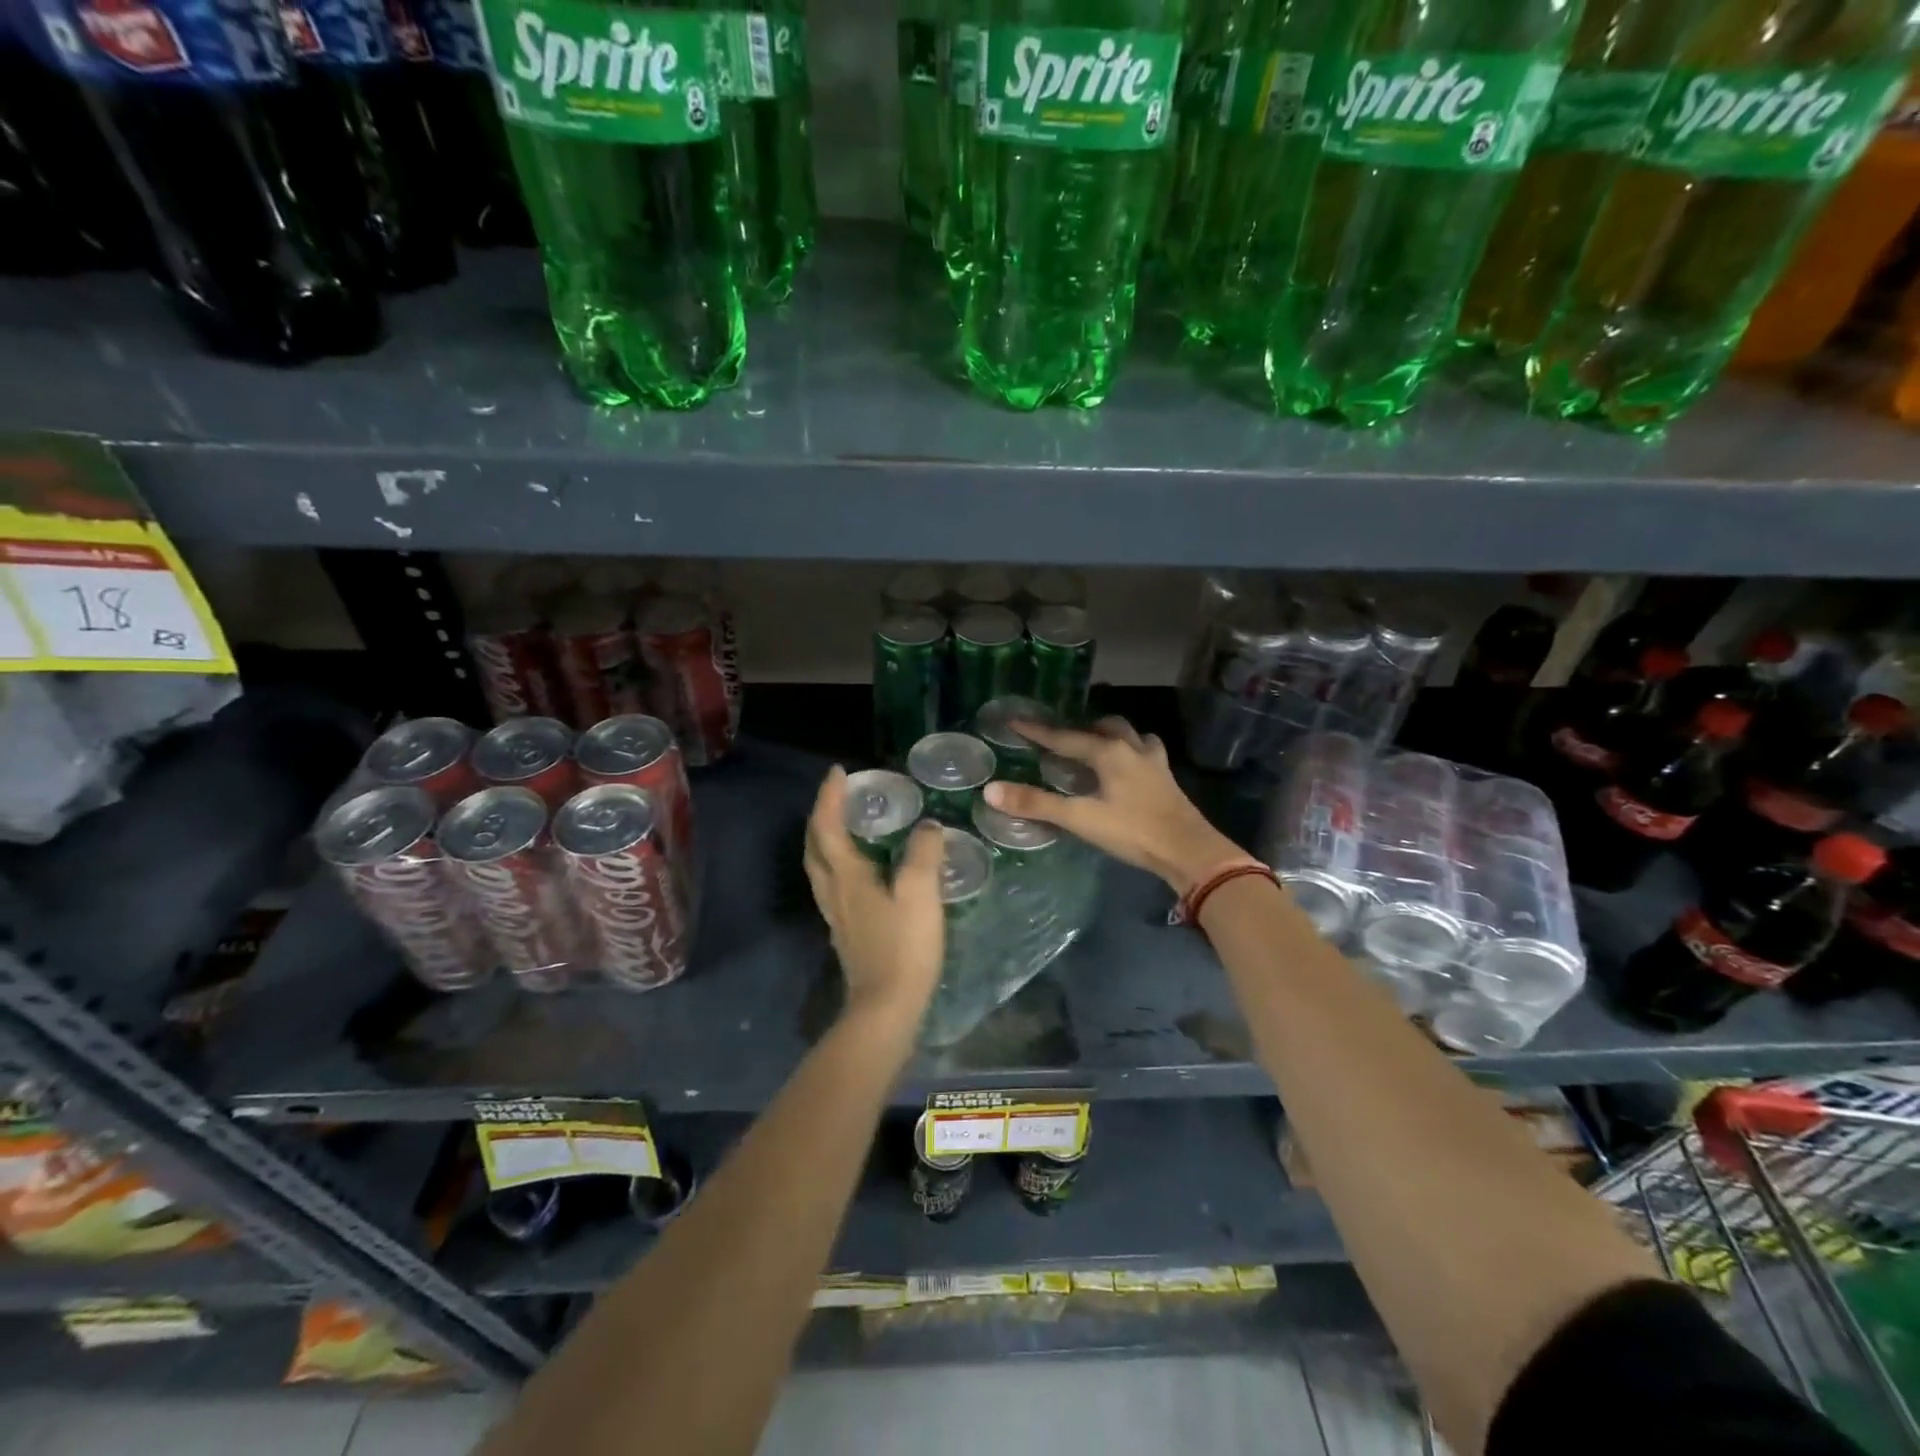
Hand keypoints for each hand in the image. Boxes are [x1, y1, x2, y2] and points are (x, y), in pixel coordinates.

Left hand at [804, 766, 946, 1030]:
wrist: (886, 1008)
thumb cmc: (903, 947)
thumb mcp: (920, 894)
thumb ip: (924, 854)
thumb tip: (927, 826)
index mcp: (846, 876)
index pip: (828, 826)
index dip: (830, 797)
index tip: (838, 771)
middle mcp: (833, 891)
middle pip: (814, 846)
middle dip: (821, 816)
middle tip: (839, 797)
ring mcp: (836, 914)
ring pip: (820, 867)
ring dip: (825, 840)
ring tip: (846, 825)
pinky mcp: (846, 932)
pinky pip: (833, 884)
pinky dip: (838, 863)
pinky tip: (860, 870)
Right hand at [983, 717, 1244, 895]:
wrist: (1189, 851)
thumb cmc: (1133, 831)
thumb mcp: (1081, 818)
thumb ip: (1037, 804)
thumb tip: (991, 790)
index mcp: (1108, 752)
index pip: (1065, 737)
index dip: (1038, 731)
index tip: (1014, 721)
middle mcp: (1132, 748)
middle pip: (1104, 727)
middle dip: (1080, 729)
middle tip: (1060, 740)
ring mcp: (1154, 762)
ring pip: (1130, 736)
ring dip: (1110, 736)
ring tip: (1095, 748)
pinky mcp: (1166, 779)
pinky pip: (1146, 752)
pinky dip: (1131, 752)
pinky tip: (1128, 768)